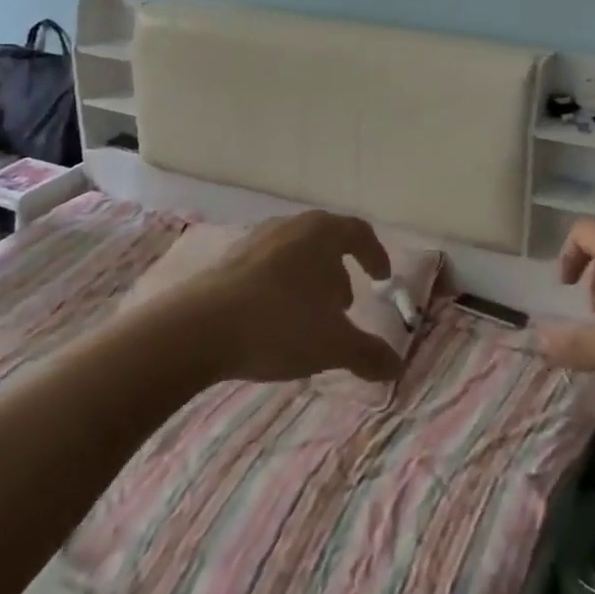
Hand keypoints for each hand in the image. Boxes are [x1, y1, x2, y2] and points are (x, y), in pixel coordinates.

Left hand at [183, 211, 402, 385]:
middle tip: (344, 305)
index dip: (375, 254)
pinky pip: (266, 267)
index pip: (358, 232)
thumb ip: (369, 354)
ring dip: (308, 280)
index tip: (382, 278)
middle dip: (339, 271)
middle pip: (325, 241)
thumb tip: (397, 366)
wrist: (197, 329)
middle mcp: (290, 226)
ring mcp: (255, 240)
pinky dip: (279, 286)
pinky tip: (273, 319)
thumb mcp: (333, 345)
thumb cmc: (279, 324)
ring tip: (309, 316)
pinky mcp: (227, 260)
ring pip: (294, 253)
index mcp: (322, 233)